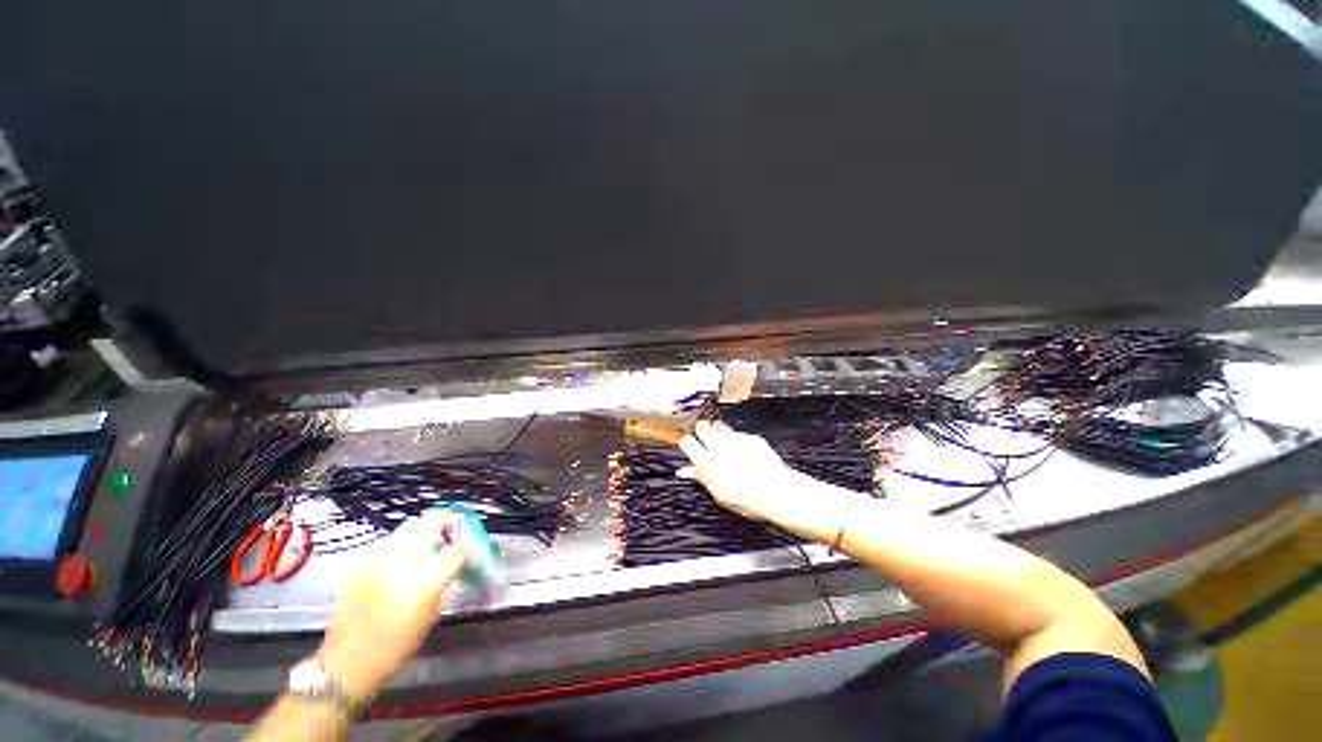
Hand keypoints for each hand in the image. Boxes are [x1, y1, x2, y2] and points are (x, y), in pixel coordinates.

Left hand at [317, 510, 469, 700]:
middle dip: (446, 523)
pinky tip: (400, 560)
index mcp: (427, 577)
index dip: (470, 548)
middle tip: (452, 533)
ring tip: (427, 546)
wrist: (348, 660)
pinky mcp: (361, 561)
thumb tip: (456, 564)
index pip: (459, 548)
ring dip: (423, 531)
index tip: (472, 552)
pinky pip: (388, 541)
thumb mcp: (432, 613)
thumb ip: (446, 581)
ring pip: (409, 526)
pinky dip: (400, 544)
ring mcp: (379, 556)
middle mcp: (404, 558)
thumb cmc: (396, 644)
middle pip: (431, 521)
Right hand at [678, 420, 803, 522]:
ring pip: (718, 424)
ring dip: (717, 430)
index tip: (688, 445)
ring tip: (720, 440)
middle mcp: (718, 447)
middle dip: (701, 430)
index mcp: (706, 462)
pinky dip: (736, 437)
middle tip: (703, 437)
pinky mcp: (749, 437)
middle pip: (701, 427)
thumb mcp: (717, 493)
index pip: (686, 442)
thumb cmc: (746, 498)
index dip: (686, 442)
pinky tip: (739, 447)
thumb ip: (700, 477)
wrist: (774, 492)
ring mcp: (734, 439)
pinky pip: (738, 432)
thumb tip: (685, 472)